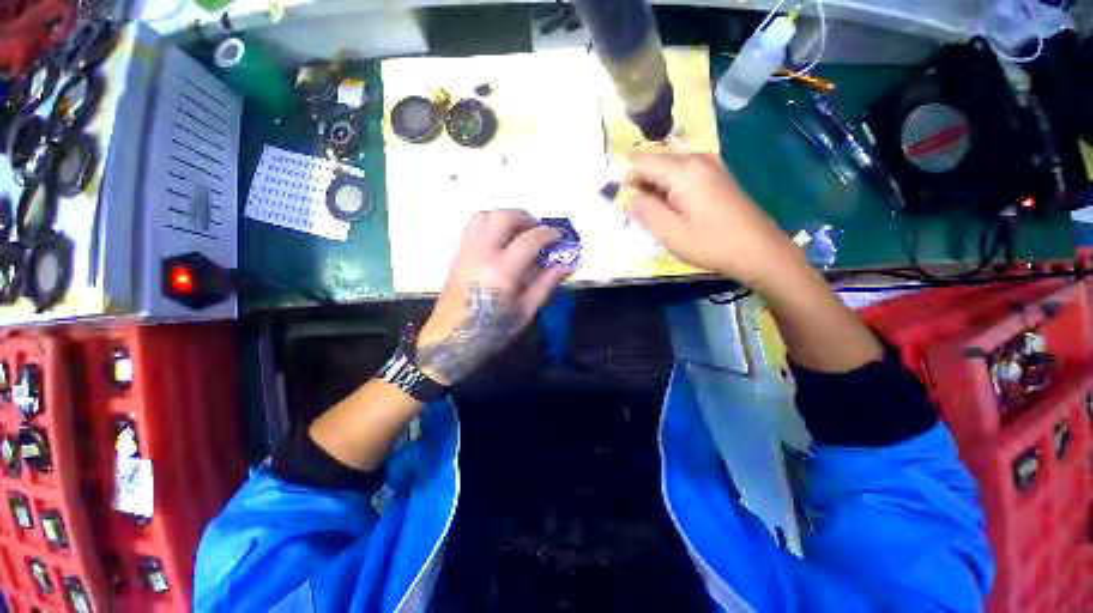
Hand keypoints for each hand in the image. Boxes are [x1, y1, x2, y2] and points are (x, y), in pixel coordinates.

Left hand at [415, 209, 571, 384]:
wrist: (451, 340)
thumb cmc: (491, 331)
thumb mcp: (525, 312)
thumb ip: (545, 284)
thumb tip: (565, 265)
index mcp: (502, 271)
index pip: (529, 239)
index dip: (548, 234)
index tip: (559, 237)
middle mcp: (481, 254)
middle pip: (504, 217)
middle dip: (526, 217)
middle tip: (539, 230)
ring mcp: (466, 251)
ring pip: (485, 215)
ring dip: (506, 217)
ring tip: (519, 231)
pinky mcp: (457, 254)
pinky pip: (472, 226)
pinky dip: (490, 222)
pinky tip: (500, 238)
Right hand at [625, 153, 799, 287]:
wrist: (759, 250)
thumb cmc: (711, 243)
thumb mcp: (670, 231)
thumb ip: (644, 210)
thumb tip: (629, 198)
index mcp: (683, 169)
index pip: (640, 161)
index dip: (628, 180)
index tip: (627, 204)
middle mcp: (697, 158)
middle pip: (655, 161)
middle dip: (642, 184)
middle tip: (643, 214)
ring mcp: (710, 164)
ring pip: (668, 168)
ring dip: (657, 188)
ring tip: (660, 215)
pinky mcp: (717, 175)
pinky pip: (683, 173)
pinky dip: (672, 188)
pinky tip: (677, 209)